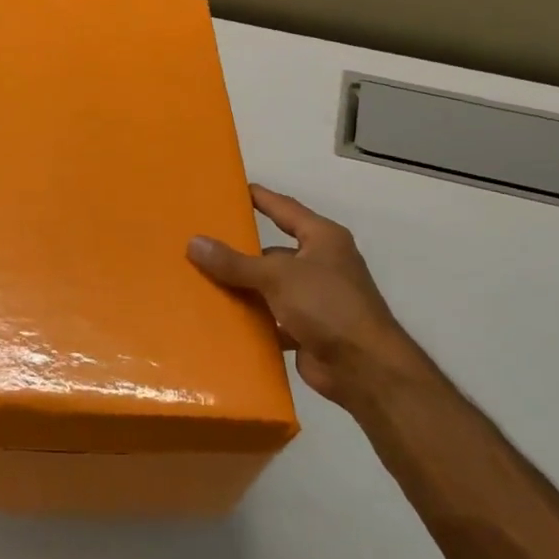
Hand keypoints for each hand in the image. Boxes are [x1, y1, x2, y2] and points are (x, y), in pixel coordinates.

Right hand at [188, 185, 421, 412]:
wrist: (364, 368)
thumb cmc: (327, 306)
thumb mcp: (277, 276)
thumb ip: (235, 262)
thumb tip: (194, 243)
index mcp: (323, 239)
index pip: (285, 209)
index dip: (260, 198)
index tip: (232, 190)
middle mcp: (321, 264)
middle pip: (273, 252)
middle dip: (240, 251)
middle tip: (202, 243)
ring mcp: (315, 299)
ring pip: (270, 287)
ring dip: (243, 288)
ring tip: (200, 281)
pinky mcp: (307, 330)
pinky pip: (271, 318)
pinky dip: (251, 320)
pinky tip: (221, 319)